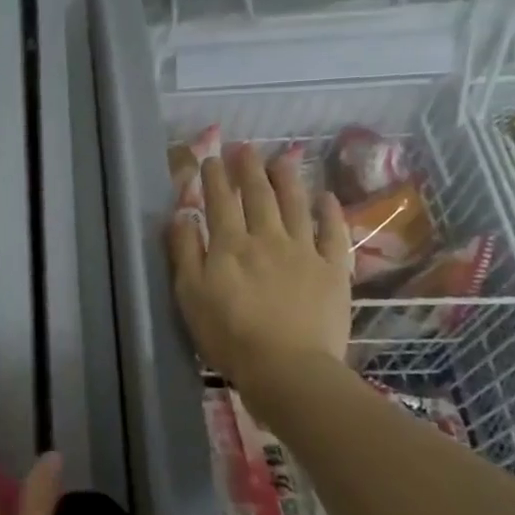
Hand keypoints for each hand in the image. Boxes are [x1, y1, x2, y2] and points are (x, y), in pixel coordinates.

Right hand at [169, 142, 351, 384]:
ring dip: (287, 179)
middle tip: (245, 147)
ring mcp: (303, 252)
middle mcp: (267, 238)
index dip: (215, 178)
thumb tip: (182, 216)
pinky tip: (326, 197)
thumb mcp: (190, 296)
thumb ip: (185, 253)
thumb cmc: (229, 336)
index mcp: (229, 246)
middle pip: (258, 196)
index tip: (211, 158)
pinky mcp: (333, 270)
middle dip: (249, 169)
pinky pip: (333, 233)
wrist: (287, 366)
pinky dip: (329, 212)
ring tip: (282, 158)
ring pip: (295, 205)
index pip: (220, 202)